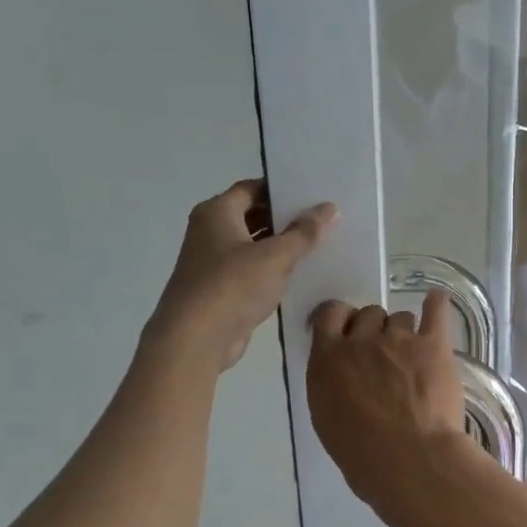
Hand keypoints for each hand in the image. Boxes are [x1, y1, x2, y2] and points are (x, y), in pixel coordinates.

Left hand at [149, 180, 336, 370]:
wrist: (197, 338)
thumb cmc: (232, 286)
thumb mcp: (275, 256)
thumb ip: (304, 232)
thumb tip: (329, 208)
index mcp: (216, 212)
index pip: (252, 188)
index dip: (282, 190)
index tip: (314, 196)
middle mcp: (210, 231)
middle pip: (253, 215)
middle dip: (286, 219)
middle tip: (323, 222)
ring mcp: (213, 262)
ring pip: (254, 245)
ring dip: (282, 247)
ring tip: (319, 248)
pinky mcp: (221, 289)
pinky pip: (252, 271)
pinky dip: (273, 271)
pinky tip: (301, 276)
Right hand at [307, 290, 468, 526]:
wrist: (408, 459)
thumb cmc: (362, 455)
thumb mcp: (328, 419)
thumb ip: (332, 387)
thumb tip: (344, 378)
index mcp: (328, 361)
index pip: (329, 316)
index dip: (340, 318)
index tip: (346, 328)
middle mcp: (361, 342)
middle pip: (368, 315)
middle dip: (374, 329)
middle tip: (385, 355)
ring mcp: (398, 339)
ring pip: (400, 317)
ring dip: (404, 331)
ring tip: (413, 354)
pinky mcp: (433, 345)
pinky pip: (435, 311)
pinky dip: (436, 304)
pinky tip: (436, 301)